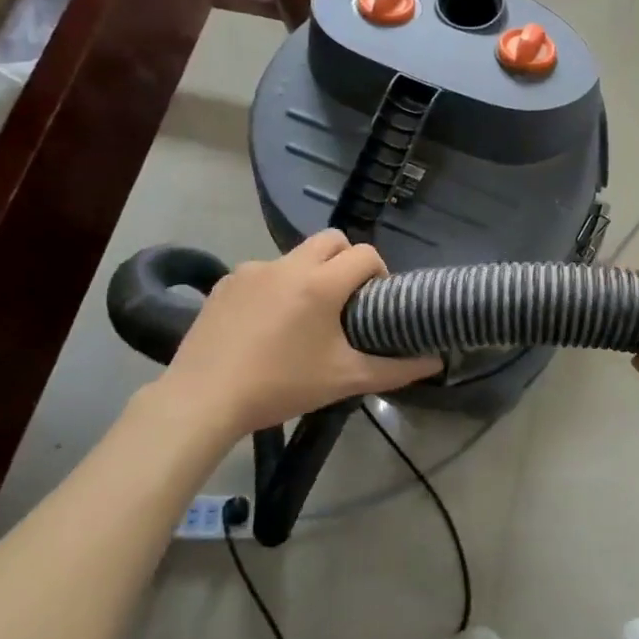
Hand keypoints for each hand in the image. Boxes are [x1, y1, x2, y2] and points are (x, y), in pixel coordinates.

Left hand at [151, 231, 441, 437]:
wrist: (203, 399)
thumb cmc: (281, 386)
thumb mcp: (344, 380)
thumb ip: (396, 370)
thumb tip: (436, 362)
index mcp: (321, 283)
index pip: (365, 254)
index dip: (380, 272)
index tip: (376, 302)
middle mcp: (288, 264)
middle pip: (332, 240)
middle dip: (347, 260)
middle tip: (346, 300)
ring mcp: (252, 269)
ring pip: (295, 256)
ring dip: (310, 273)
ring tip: (303, 316)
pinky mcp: (225, 282)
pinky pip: (263, 272)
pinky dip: (275, 287)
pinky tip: (265, 324)